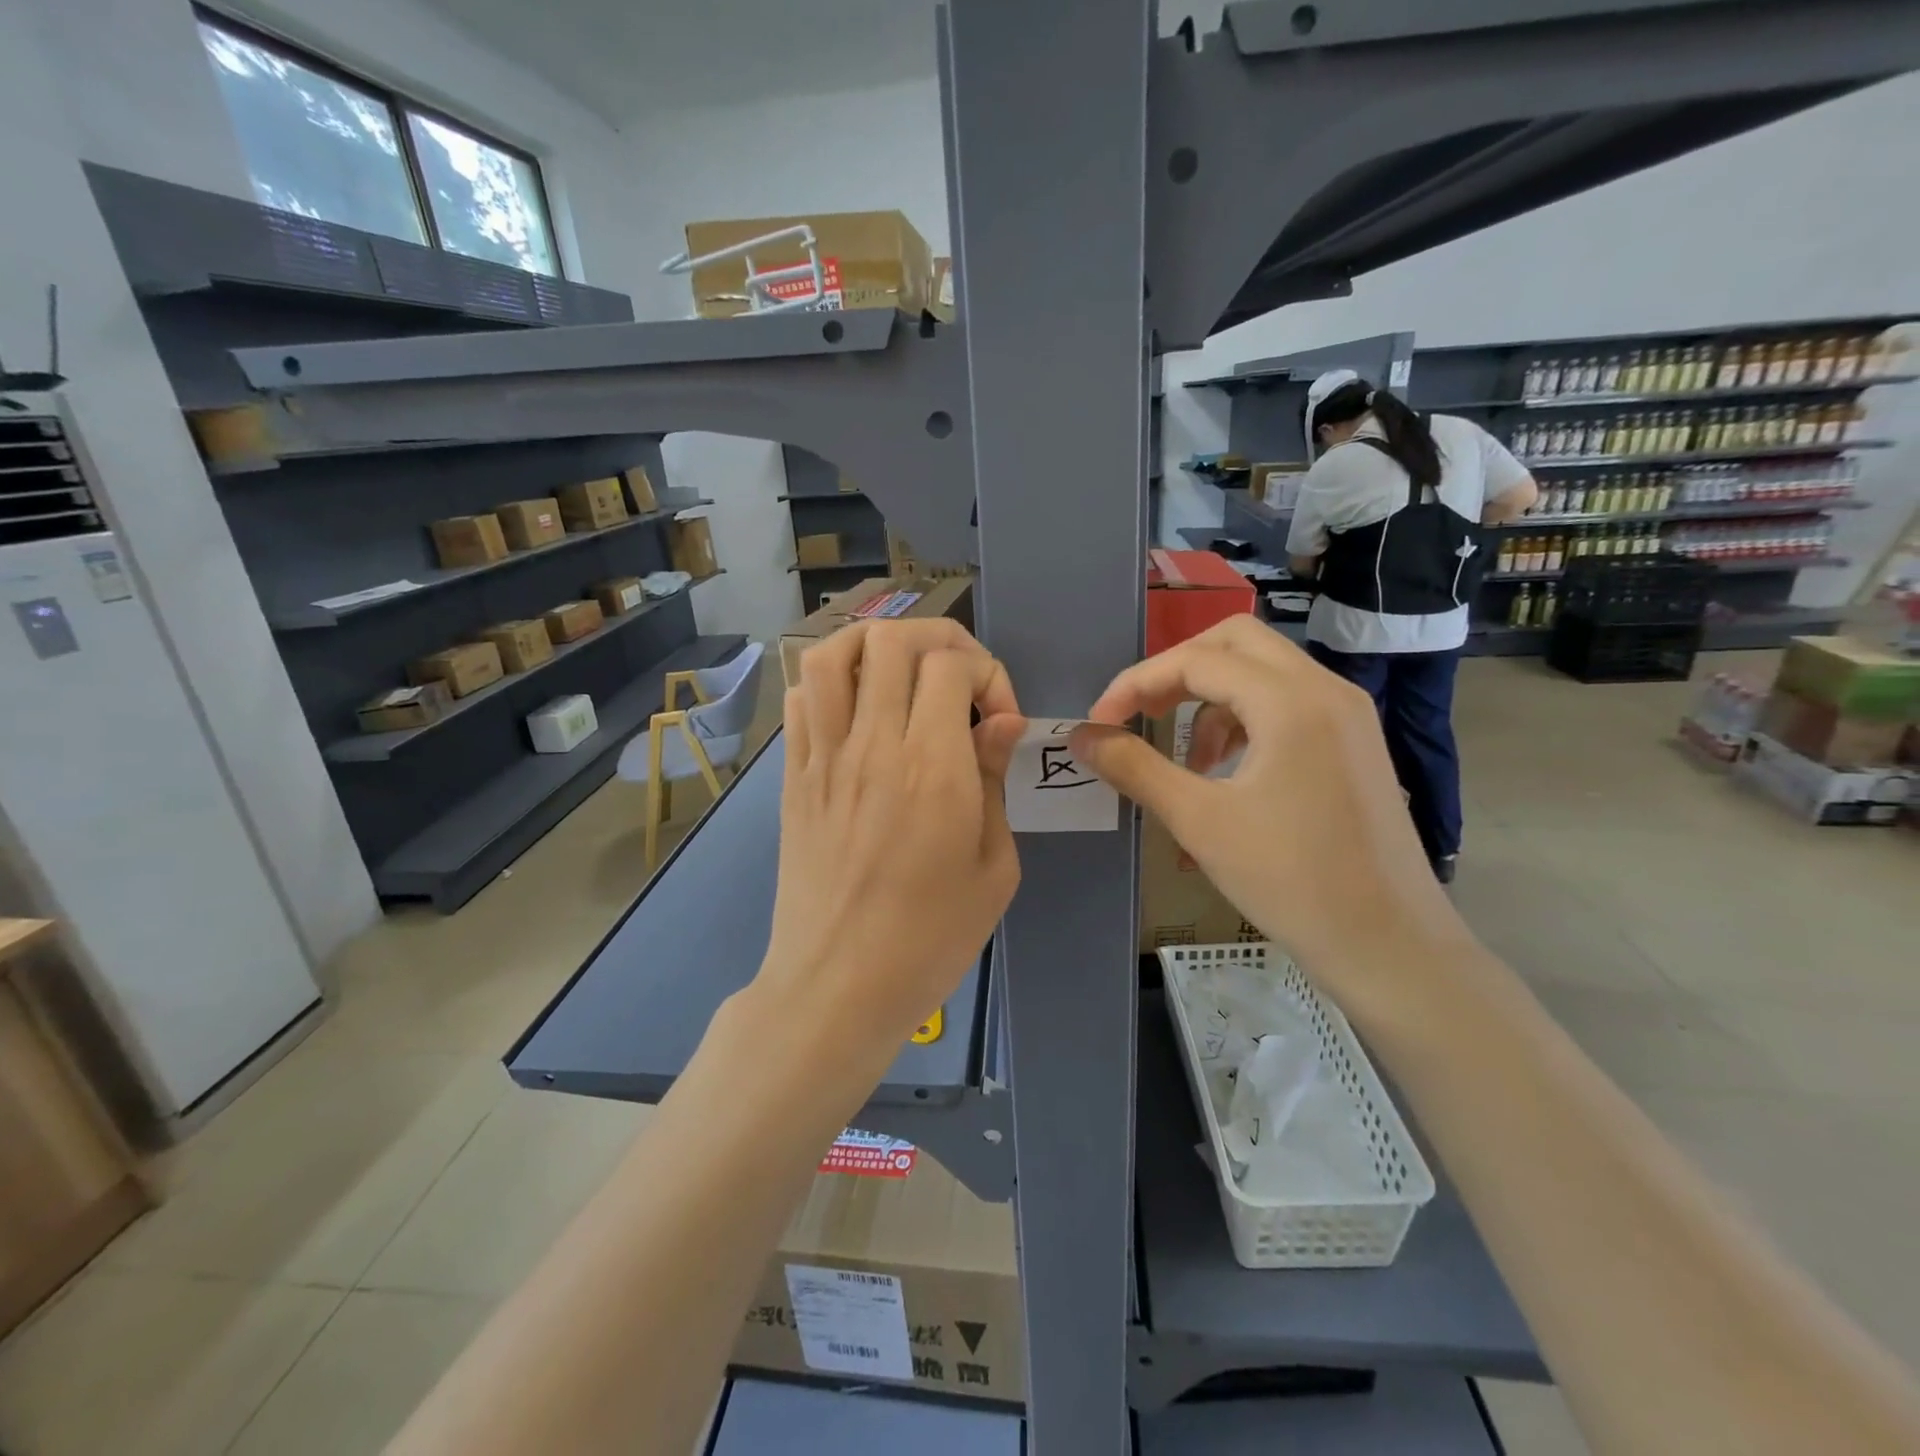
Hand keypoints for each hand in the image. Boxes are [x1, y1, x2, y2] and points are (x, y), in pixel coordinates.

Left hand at [754, 619, 1024, 1057]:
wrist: (836, 987)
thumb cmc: (930, 939)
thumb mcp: (994, 868)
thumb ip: (993, 781)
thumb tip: (999, 722)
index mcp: (932, 769)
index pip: (950, 665)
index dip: (986, 673)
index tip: (998, 719)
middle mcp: (873, 746)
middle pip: (892, 641)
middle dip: (938, 641)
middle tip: (959, 681)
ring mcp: (823, 758)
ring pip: (832, 654)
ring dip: (874, 646)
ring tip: (903, 675)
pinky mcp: (793, 776)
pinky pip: (799, 699)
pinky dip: (831, 683)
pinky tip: (858, 711)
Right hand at [1071, 617, 1465, 1026]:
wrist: (1389, 945)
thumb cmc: (1291, 881)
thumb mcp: (1200, 821)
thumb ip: (1134, 767)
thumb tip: (1081, 735)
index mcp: (1291, 701)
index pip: (1196, 660)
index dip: (1136, 684)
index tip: (1099, 723)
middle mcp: (1326, 689)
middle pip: (1235, 642)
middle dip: (1177, 670)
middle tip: (1141, 714)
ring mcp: (1347, 714)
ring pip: (1263, 670)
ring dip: (1210, 698)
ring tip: (1187, 759)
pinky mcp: (1354, 742)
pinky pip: (1287, 702)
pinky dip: (1244, 718)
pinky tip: (1228, 771)